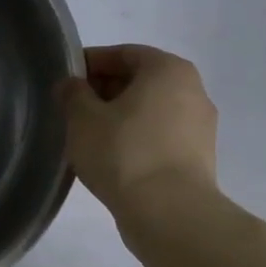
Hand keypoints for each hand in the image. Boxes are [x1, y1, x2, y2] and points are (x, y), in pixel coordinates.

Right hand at [56, 44, 220, 219]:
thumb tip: (71, 85)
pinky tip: (111, 158)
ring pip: (150, 111)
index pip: (124, 53)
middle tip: (72, 110)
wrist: (169, 213)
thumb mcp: (83, 118)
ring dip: (119, 117)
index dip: (91, 63)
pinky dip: (135, 139)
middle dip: (104, 91)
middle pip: (140, 81)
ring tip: (88, 137)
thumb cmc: (124, 153)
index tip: (66, 81)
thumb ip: (72, 94)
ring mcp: (200, 127)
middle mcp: (193, 90)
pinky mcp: (198, 158)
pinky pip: (159, 136)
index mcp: (168, 70)